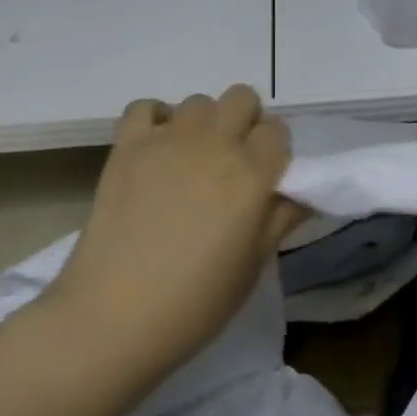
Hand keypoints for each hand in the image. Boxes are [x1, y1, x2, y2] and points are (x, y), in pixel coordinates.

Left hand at [50, 85, 305, 374]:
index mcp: (252, 174)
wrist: (114, 316)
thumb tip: (301, 193)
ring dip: (203, 124)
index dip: (275, 151)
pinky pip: (144, 107)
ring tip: (192, 161)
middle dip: (245, 122)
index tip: (266, 177)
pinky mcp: (127, 146)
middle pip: (241, 99)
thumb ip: (281, 219)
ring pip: (198, 102)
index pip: (278, 131)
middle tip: (233, 162)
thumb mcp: (253, 265)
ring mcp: (167, 140)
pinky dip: (154, 120)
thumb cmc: (196, 302)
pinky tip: (156, 149)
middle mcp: (214, 144)